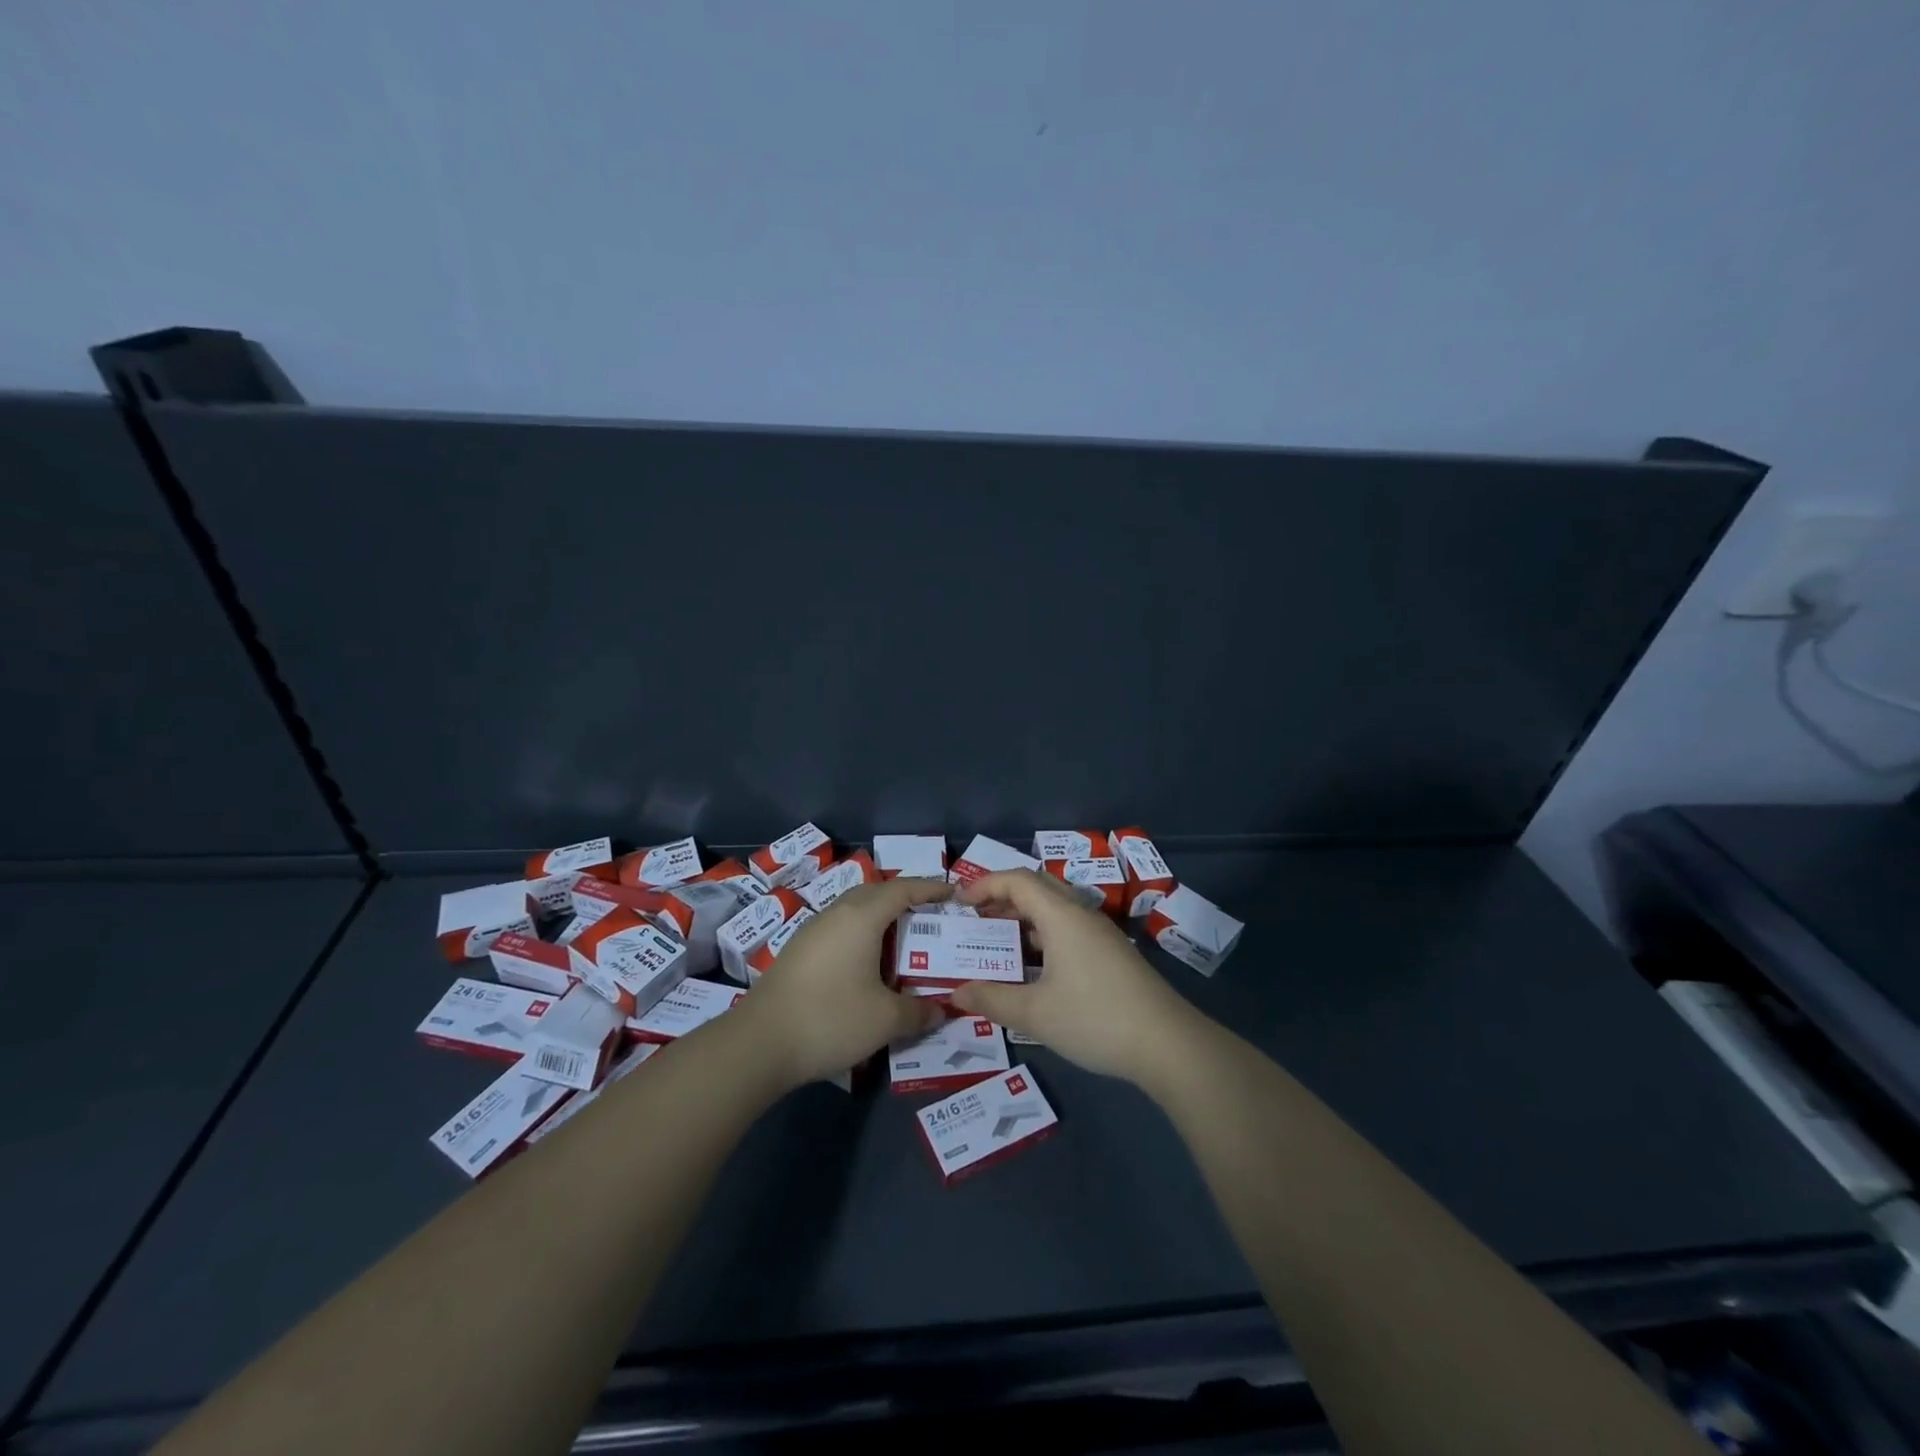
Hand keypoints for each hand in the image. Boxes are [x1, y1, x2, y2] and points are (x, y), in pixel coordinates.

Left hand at [741, 876, 950, 1086]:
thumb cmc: (830, 1019)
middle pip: (877, 893)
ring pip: (854, 911)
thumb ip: (919, 1012)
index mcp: (862, 916)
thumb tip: (941, 1009)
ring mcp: (812, 931)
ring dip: (880, 919)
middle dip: (906, 899)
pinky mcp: (797, 951)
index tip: (954, 893)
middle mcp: (836, 914)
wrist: (758, 1043)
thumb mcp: (885, 1020)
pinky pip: (839, 930)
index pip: (904, 889)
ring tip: (902, 942)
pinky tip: (866, 966)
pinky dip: (861, 936)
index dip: (931, 888)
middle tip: (931, 918)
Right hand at [949, 870, 1201, 1084]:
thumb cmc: (1095, 1019)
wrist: (1168, 1044)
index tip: (959, 902)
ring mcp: (1100, 933)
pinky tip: (1034, 968)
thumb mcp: (1036, 1013)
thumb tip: (955, 993)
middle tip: (975, 919)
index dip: (985, 884)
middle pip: (1037, 888)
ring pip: (1055, 909)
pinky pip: (1068, 928)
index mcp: (1061, 916)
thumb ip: (992, 999)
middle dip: (1002, 897)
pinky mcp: (1112, 953)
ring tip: (998, 942)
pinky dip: (1043, 935)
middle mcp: (1081, 914)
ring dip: (1024, 917)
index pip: (1017, 880)